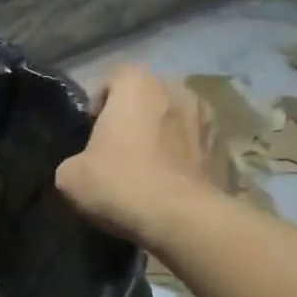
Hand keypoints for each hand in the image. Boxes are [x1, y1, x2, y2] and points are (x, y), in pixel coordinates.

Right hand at [56, 64, 214, 245]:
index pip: (115, 77)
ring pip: (177, 119)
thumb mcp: (70, 177)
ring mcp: (208, 118)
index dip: (101, 101)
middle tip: (121, 148)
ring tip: (151, 167)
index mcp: (138, 85)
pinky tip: (173, 185)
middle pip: (149, 96)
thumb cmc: (122, 183)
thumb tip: (82, 168)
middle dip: (136, 116)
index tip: (93, 130)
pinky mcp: (226, 149)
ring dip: (165, 135)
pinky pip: (198, 146)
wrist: (184, 219)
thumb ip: (74, 160)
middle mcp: (177, 89)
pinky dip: (186, 158)